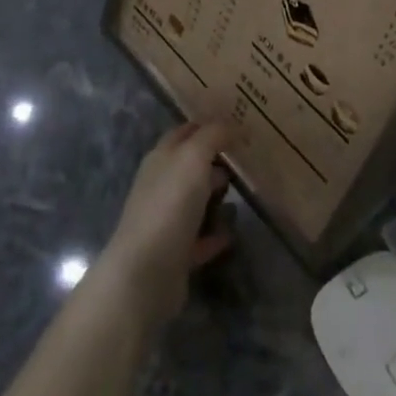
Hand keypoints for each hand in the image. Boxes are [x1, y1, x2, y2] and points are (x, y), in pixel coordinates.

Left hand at [95, 119, 234, 326]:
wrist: (146, 273)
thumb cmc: (169, 205)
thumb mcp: (193, 158)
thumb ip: (213, 136)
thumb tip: (232, 124)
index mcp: (161, 158)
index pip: (185, 132)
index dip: (208, 125)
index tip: (238, 123)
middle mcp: (160, 185)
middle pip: (191, 166)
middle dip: (216, 161)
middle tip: (249, 158)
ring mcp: (166, 220)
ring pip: (195, 201)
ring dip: (216, 197)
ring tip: (245, 194)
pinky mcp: (175, 253)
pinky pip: (200, 237)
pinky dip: (215, 234)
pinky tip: (231, 233)